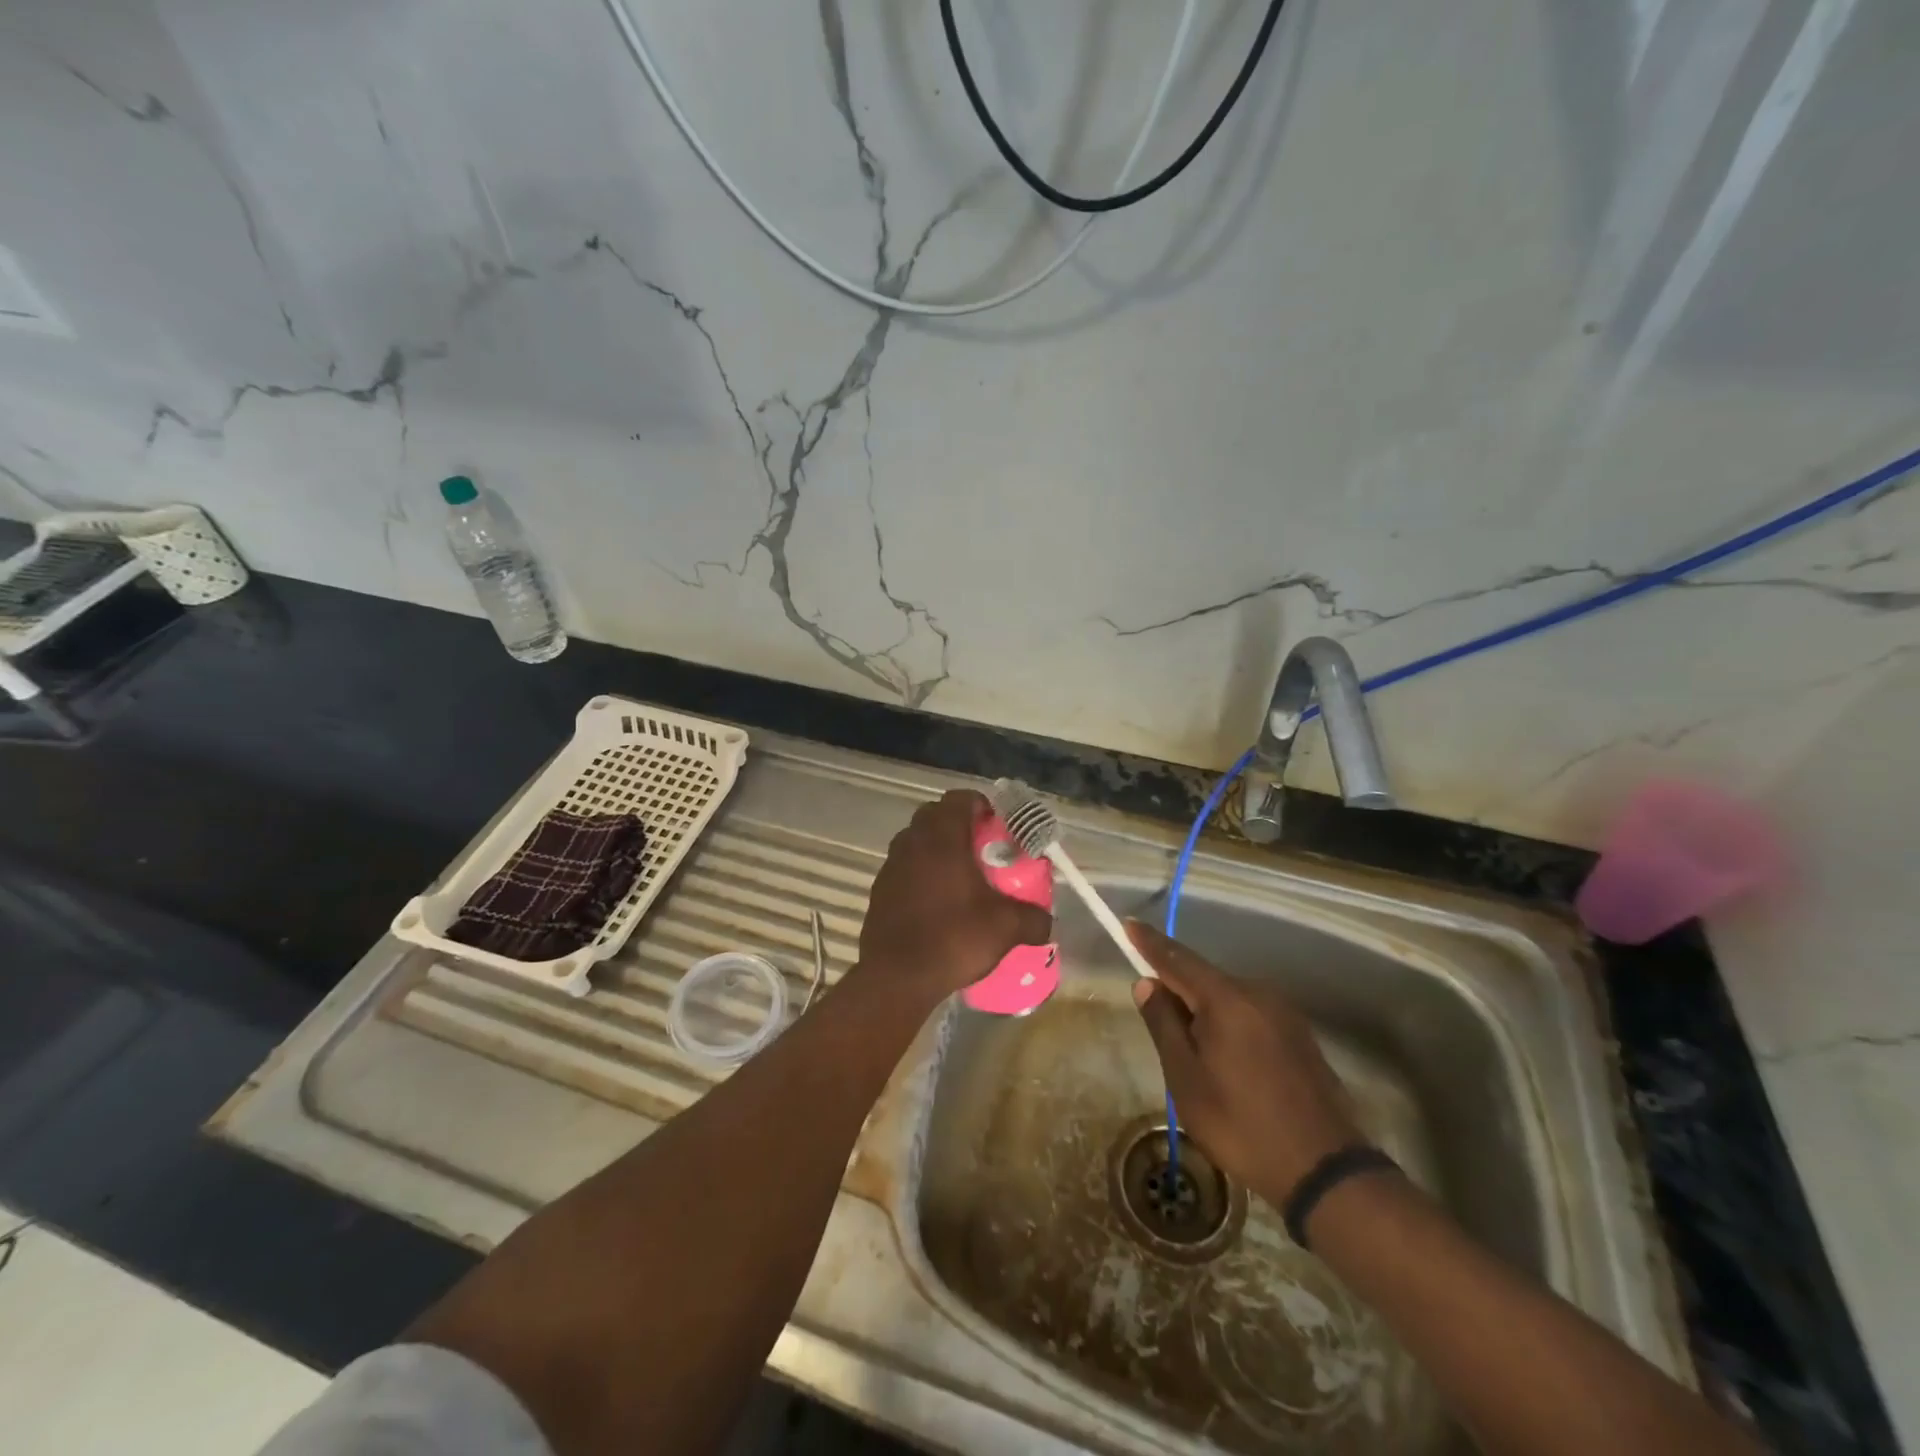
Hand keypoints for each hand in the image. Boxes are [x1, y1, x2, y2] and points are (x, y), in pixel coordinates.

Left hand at [857, 790, 1052, 1006]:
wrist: (896, 978)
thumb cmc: (953, 939)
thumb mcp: (1006, 928)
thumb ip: (1033, 918)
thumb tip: (1046, 921)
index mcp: (942, 837)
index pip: (960, 798)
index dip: (982, 807)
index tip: (999, 828)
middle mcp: (912, 841)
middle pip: (936, 816)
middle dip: (961, 826)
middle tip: (984, 851)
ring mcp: (891, 865)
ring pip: (917, 841)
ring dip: (938, 850)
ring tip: (963, 878)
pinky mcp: (880, 889)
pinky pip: (905, 868)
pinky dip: (922, 874)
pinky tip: (938, 904)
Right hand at [1126, 921, 1361, 1205]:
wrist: (1325, 1170)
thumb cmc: (1241, 1124)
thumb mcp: (1186, 1079)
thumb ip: (1164, 1024)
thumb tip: (1148, 984)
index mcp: (1227, 999)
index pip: (1178, 959)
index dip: (1150, 943)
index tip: (1128, 925)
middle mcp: (1258, 994)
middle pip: (1204, 978)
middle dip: (1177, 988)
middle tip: (1156, 1019)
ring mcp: (1284, 1013)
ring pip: (1228, 998)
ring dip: (1204, 1011)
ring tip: (1192, 1053)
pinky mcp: (1299, 1035)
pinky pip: (1250, 1014)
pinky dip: (1228, 1023)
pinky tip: (1226, 1060)